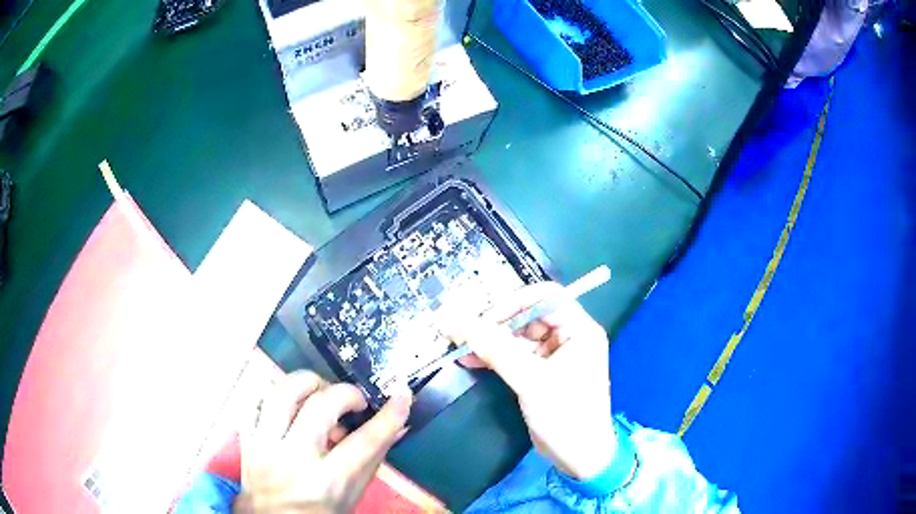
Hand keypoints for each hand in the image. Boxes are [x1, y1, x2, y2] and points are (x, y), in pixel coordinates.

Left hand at [235, 371, 411, 512]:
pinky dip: (277, 393)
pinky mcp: (247, 436)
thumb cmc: (320, 511)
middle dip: (345, 393)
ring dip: (308, 384)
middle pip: (320, 406)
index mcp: (327, 482)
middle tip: (354, 402)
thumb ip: (373, 457)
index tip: (402, 396)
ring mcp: (264, 445)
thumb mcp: (353, 493)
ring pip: (282, 392)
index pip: (364, 442)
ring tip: (321, 394)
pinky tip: (292, 403)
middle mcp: (293, 459)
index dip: (388, 416)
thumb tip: (397, 424)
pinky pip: (256, 398)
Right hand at [453, 282, 615, 479]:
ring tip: (460, 346)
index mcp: (579, 329)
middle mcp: (569, 336)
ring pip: (518, 335)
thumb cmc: (566, 415)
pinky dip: (494, 356)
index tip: (484, 318)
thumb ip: (495, 350)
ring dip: (490, 340)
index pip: (546, 297)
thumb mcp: (531, 381)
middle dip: (496, 323)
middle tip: (464, 331)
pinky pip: (515, 355)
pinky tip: (470, 360)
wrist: (579, 457)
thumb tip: (457, 322)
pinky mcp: (541, 372)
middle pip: (529, 315)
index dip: (514, 301)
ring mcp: (554, 355)